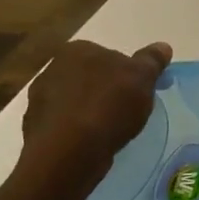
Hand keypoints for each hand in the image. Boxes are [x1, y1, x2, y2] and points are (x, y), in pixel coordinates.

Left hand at [21, 40, 171, 186]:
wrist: (68, 152)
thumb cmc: (108, 106)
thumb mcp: (142, 78)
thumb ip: (151, 60)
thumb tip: (162, 46)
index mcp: (77, 50)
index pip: (109, 55)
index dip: (127, 73)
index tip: (139, 90)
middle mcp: (53, 69)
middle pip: (92, 77)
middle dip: (107, 90)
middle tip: (129, 110)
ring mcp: (39, 100)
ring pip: (77, 101)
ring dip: (92, 111)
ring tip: (112, 130)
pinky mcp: (35, 129)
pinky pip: (66, 125)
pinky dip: (79, 131)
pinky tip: (93, 143)